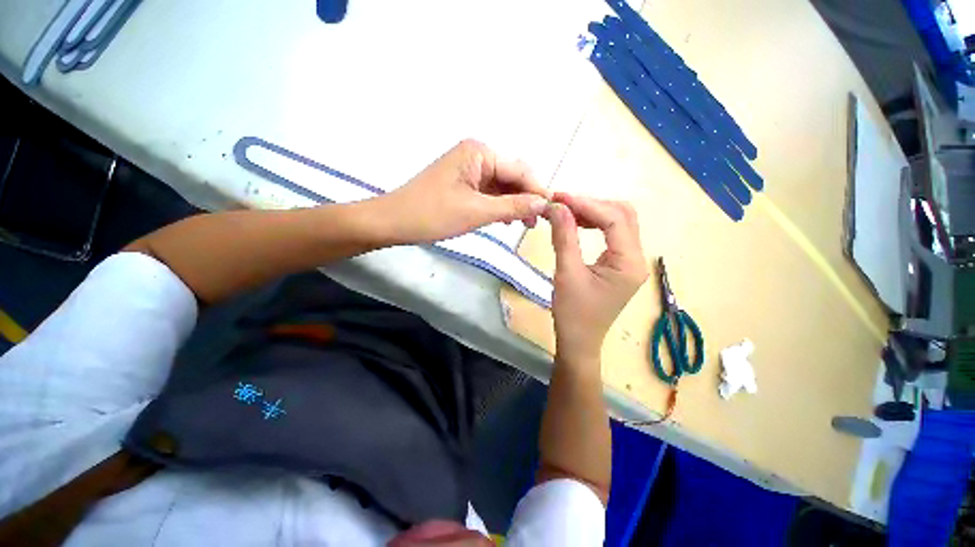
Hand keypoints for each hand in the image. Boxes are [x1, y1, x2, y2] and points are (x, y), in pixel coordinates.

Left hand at [372, 140, 550, 244]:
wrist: (394, 222)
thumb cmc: (433, 214)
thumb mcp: (477, 212)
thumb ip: (513, 207)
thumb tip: (545, 203)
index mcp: (479, 152)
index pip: (519, 170)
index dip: (538, 190)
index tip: (554, 211)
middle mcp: (476, 155)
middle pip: (512, 176)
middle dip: (526, 198)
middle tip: (539, 222)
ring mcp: (469, 170)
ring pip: (502, 186)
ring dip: (514, 204)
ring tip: (526, 225)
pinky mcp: (463, 184)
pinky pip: (489, 193)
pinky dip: (500, 206)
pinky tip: (507, 220)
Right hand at [545, 193, 648, 363]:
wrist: (579, 341)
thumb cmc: (573, 313)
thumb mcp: (566, 273)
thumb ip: (564, 237)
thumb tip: (556, 206)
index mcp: (628, 263)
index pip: (614, 219)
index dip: (586, 204)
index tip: (559, 198)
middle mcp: (636, 258)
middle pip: (623, 215)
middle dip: (592, 204)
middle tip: (562, 203)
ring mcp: (630, 261)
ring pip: (619, 222)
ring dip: (594, 212)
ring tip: (566, 211)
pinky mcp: (620, 265)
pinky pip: (612, 235)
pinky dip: (595, 224)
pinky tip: (577, 223)